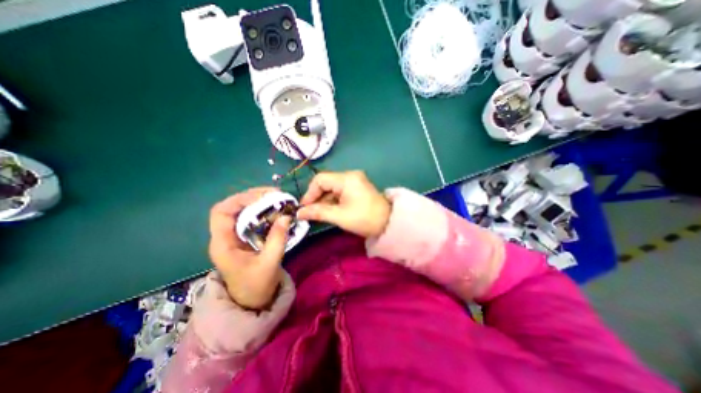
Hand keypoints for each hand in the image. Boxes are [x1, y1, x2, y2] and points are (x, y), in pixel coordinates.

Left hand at [206, 188, 290, 310]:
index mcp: (223, 244)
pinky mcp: (246, 237)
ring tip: (278, 199)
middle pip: (233, 207)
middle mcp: (225, 236)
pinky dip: (265, 212)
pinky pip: (253, 218)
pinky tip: (276, 211)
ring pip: (243, 211)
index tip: (264, 197)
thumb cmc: (256, 287)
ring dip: (260, 202)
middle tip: (276, 194)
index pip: (221, 212)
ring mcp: (236, 236)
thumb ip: (277, 240)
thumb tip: (286, 216)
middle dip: (253, 197)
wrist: (253, 302)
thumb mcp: (269, 264)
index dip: (240, 200)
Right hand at [298, 170, 391, 237]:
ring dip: (324, 199)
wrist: (388, 223)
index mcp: (347, 178)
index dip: (309, 193)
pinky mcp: (357, 186)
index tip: (304, 208)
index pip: (320, 179)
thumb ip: (318, 212)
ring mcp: (354, 180)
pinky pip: (339, 190)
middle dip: (316, 197)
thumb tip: (299, 213)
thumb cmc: (364, 219)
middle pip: (326, 182)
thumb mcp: (339, 216)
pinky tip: (329, 210)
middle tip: (310, 212)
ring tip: (319, 213)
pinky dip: (332, 199)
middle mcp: (350, 175)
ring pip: (332, 187)